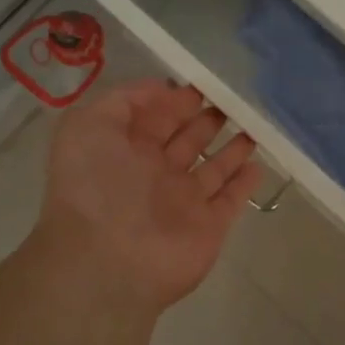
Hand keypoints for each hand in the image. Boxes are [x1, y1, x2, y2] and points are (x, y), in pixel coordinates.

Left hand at [36, 80, 261, 315]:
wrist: (106, 261)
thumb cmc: (95, 187)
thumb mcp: (86, 126)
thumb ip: (122, 100)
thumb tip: (162, 89)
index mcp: (125, 150)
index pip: (155, 118)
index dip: (175, 100)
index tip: (201, 84)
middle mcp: (155, 174)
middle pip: (187, 140)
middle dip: (206, 119)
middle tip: (232, 100)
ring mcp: (183, 201)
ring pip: (213, 168)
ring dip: (232, 148)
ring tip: (252, 125)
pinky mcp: (209, 226)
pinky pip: (231, 199)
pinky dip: (245, 183)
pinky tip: (258, 164)